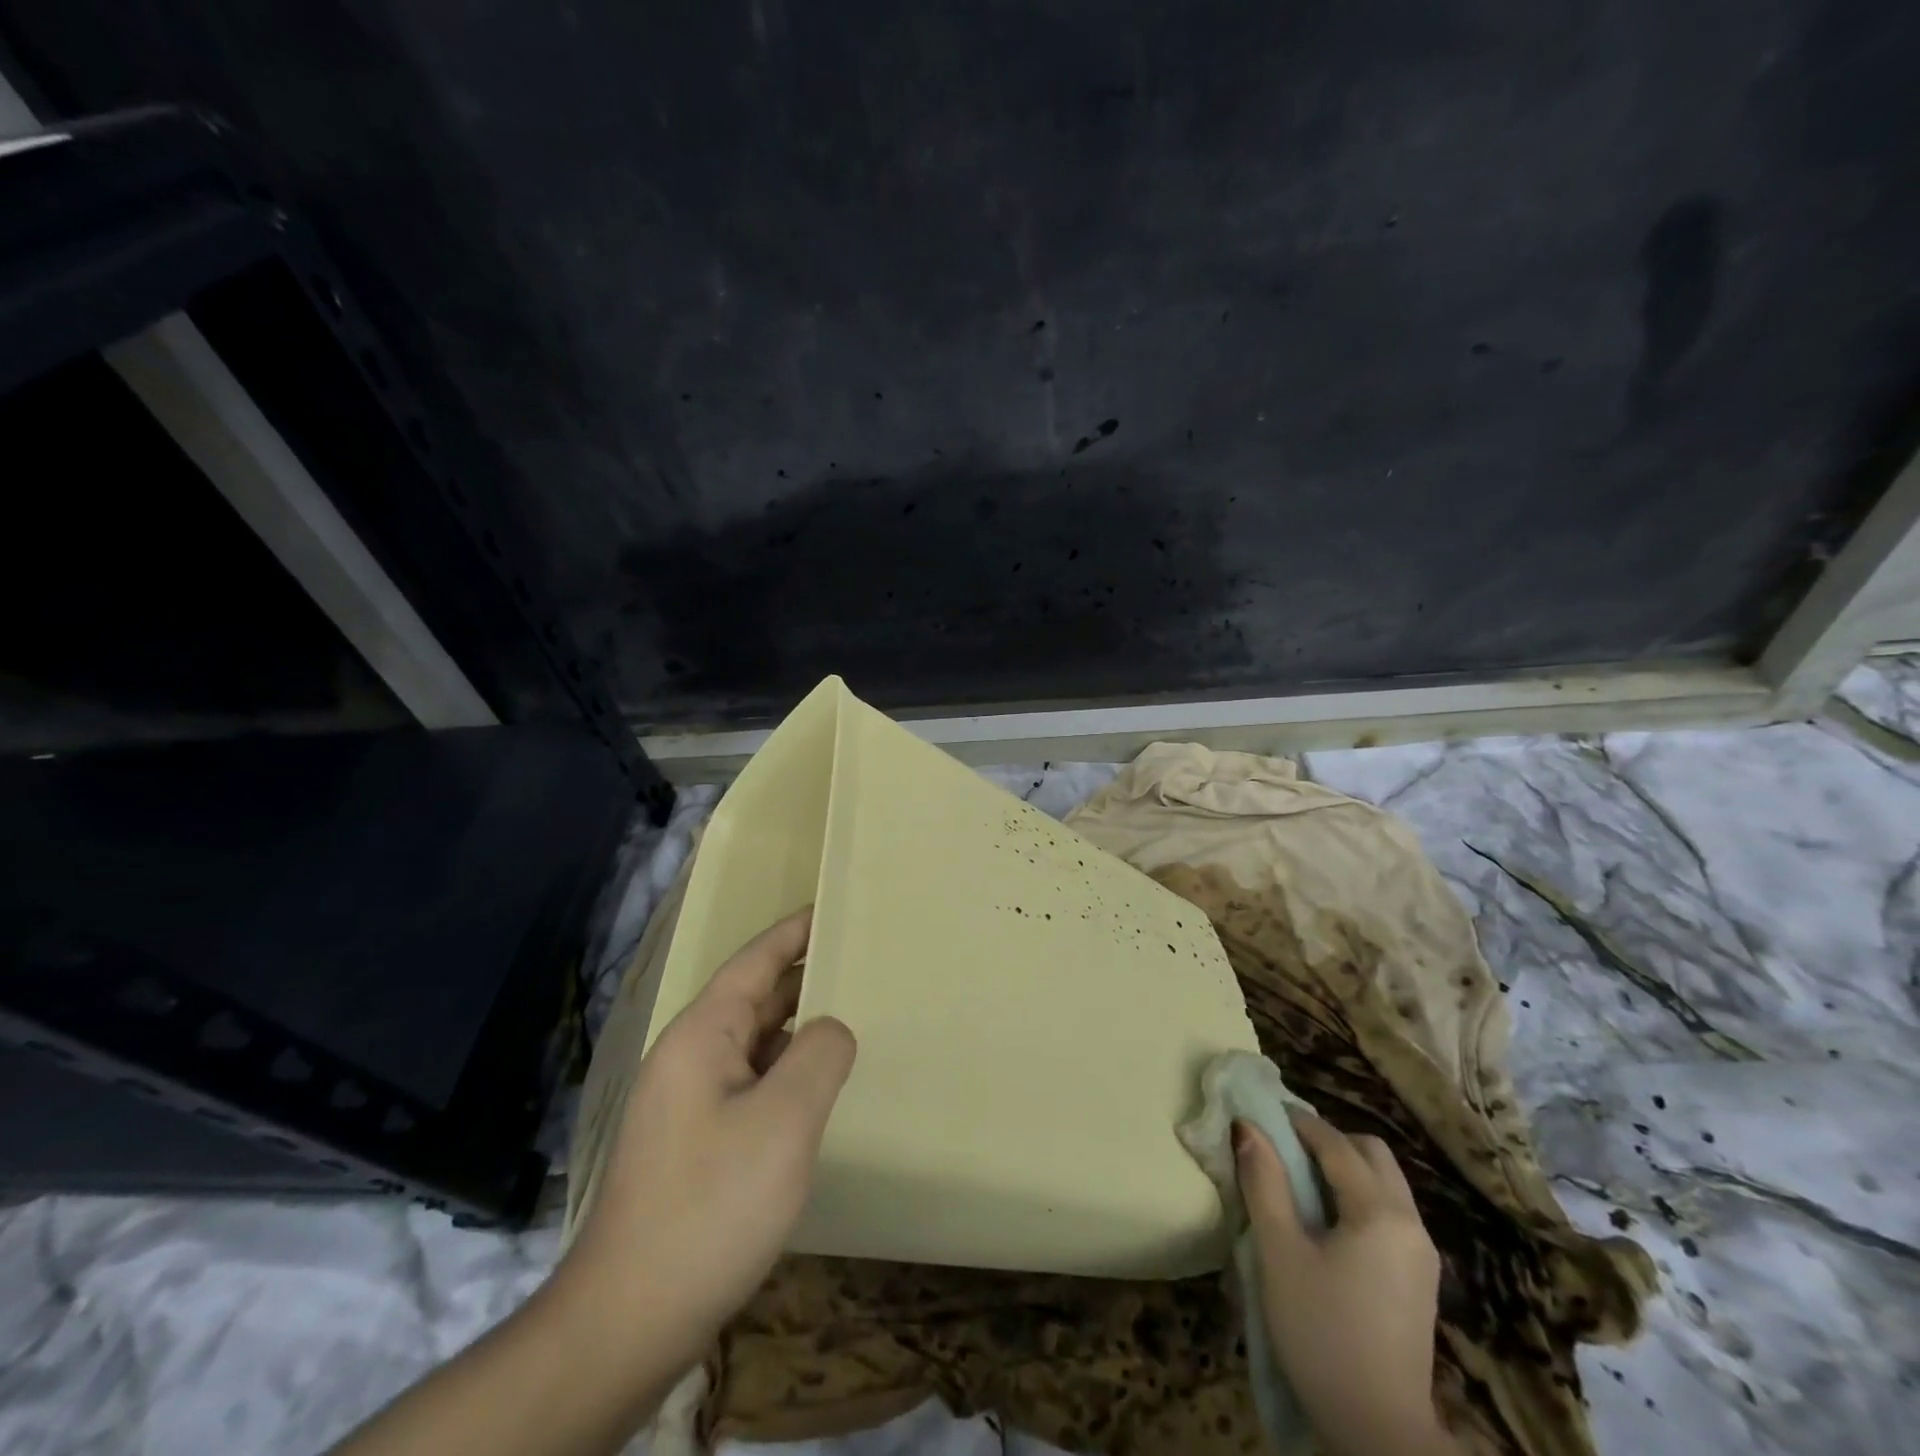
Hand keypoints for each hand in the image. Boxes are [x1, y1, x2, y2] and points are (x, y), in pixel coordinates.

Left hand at [557, 908, 855, 1370]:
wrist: (630, 1319)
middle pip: (754, 998)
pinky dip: (788, 1071)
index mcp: (702, 1035)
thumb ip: (819, 1054)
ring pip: (754, 1044)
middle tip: (861, 962)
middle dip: (805, 977)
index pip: (755, 961)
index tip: (833, 907)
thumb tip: (831, 1029)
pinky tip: (820, 1088)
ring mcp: (689, 1102)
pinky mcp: (695, 1142)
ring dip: (798, 1027)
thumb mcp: (784, 1120)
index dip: (794, 932)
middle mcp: (690, 1057)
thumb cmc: (711, 1204)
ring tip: (853, 1016)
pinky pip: (751, 1083)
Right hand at [1235, 1112, 1453, 1455]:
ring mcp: (1422, 1255)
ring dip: (1345, 1169)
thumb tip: (1247, 1126)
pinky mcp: (1420, 1282)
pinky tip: (1327, 1225)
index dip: (1298, 1122)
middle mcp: (1411, 1223)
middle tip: (1284, 1149)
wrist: (1379, 1433)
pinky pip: (1390, 1214)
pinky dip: (1358, 1198)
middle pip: (1373, 1155)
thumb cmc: (1321, 1333)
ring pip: (1385, 1184)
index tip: (1262, 1113)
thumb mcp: (1279, 1253)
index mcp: (1380, 1212)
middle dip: (1329, 1141)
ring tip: (1299, 1184)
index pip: (1337, 1144)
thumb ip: (1264, 1182)